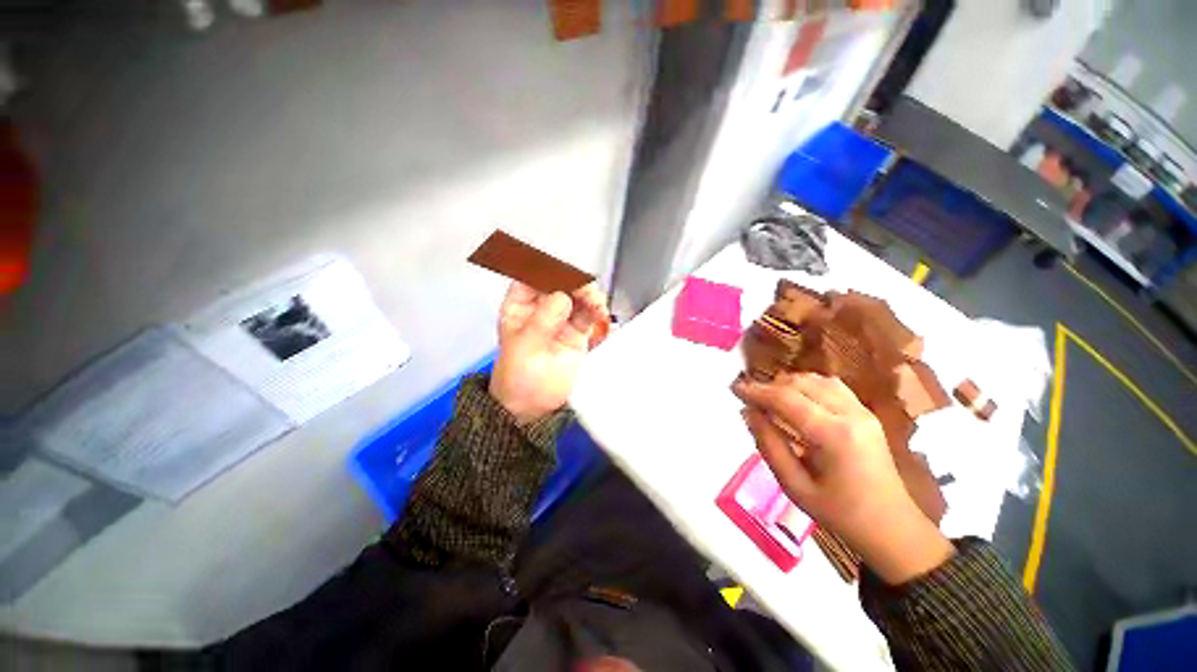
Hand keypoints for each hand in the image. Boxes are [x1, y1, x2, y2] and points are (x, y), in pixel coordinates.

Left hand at [489, 281, 608, 425]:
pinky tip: (601, 313)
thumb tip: (563, 296)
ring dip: (589, 295)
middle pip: (559, 283)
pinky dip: (597, 310)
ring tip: (596, 304)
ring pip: (577, 296)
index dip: (547, 270)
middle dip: (574, 282)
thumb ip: (543, 320)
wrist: (533, 405)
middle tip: (585, 291)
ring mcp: (561, 319)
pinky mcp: (577, 332)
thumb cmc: (518, 376)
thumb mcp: (524, 346)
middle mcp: (541, 308)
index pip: (532, 276)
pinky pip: (589, 314)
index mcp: (520, 306)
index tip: (564, 273)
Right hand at [733, 373, 953, 583]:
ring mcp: (862, 411)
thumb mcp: (794, 486)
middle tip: (749, 398)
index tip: (734, 389)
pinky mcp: (866, 413)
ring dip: (788, 383)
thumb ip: (768, 445)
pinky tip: (796, 399)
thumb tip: (748, 413)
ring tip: (769, 398)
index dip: (756, 391)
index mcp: (834, 436)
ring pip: (816, 379)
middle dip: (769, 386)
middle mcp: (851, 414)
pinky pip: (831, 385)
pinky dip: (807, 385)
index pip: (786, 399)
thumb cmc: (840, 513)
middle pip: (800, 383)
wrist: (892, 527)